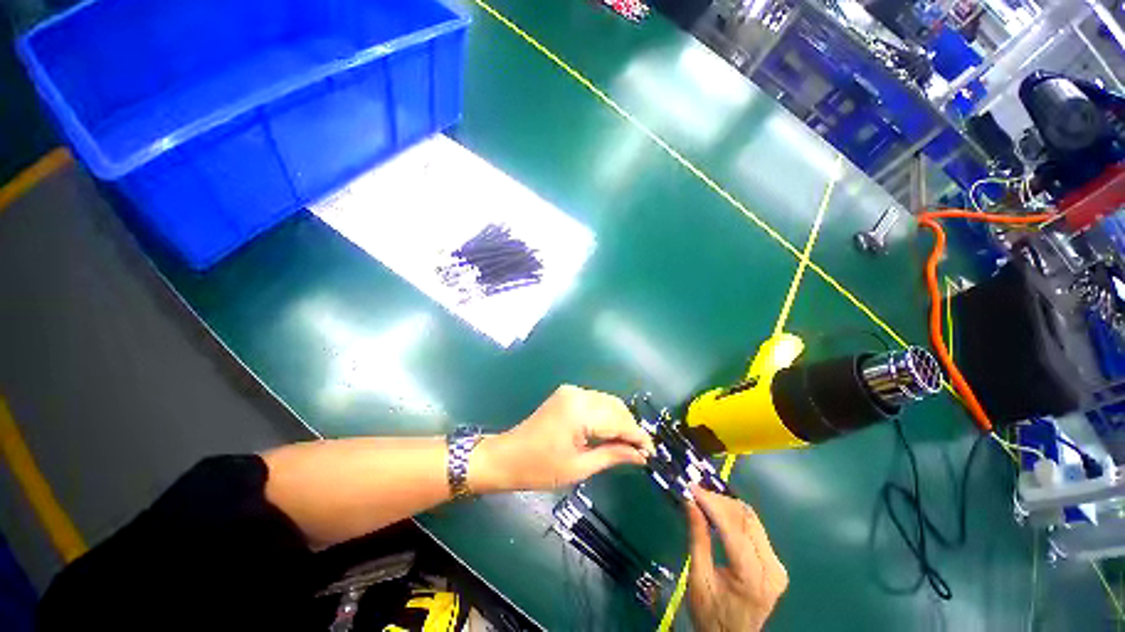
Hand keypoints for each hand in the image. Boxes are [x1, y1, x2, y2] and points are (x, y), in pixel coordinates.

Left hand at [470, 385, 654, 491]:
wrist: (506, 456)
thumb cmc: (540, 468)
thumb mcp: (579, 467)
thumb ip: (613, 455)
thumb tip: (641, 456)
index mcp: (580, 410)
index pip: (619, 420)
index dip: (638, 436)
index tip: (652, 453)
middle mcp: (578, 394)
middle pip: (615, 406)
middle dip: (630, 427)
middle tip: (640, 452)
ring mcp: (571, 392)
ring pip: (607, 402)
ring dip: (619, 420)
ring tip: (627, 445)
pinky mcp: (567, 394)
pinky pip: (595, 402)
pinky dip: (606, 415)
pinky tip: (609, 432)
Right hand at [686, 485, 786, 631]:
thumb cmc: (711, 614)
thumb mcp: (698, 578)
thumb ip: (698, 538)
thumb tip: (690, 502)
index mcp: (752, 577)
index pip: (733, 528)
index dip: (712, 503)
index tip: (691, 488)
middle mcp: (771, 568)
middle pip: (746, 519)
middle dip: (718, 501)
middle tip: (695, 493)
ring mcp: (777, 565)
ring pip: (752, 519)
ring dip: (727, 505)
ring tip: (704, 499)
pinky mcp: (774, 563)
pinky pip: (754, 528)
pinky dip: (734, 515)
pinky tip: (718, 512)